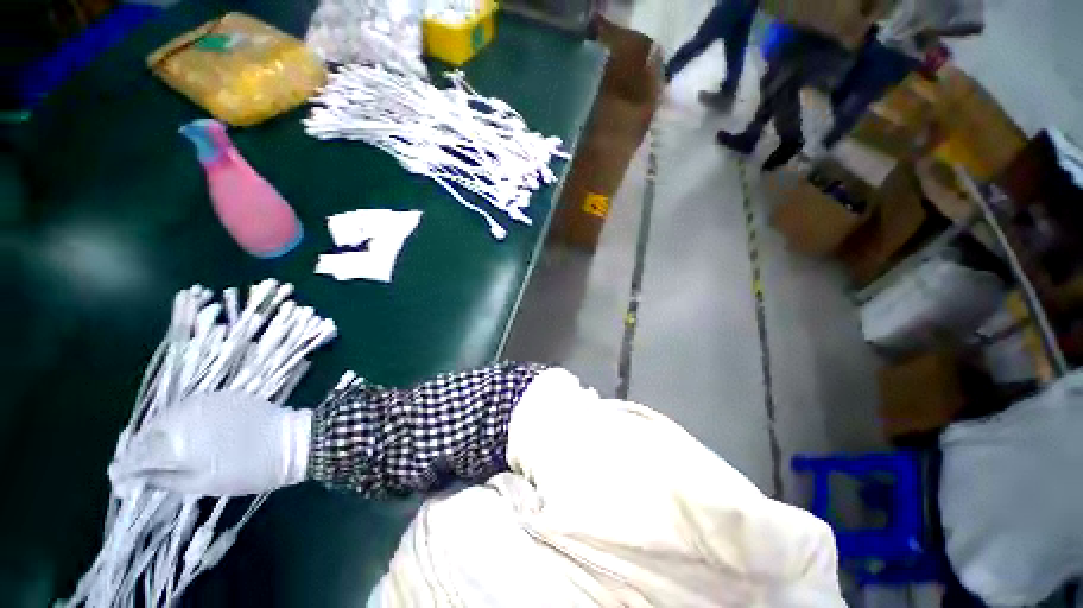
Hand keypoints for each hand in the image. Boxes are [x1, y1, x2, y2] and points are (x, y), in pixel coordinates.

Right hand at [109, 392, 311, 496]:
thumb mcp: (202, 484)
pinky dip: (178, 423)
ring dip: (157, 435)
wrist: (292, 441)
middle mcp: (187, 415)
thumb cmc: (249, 470)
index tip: (120, 483)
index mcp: (180, 441)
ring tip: (157, 455)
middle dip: (139, 451)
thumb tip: (133, 480)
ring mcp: (205, 401)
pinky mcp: (222, 395)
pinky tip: (181, 435)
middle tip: (137, 471)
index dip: (125, 470)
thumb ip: (164, 478)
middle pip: (150, 433)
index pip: (139, 455)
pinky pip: (188, 409)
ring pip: (166, 418)